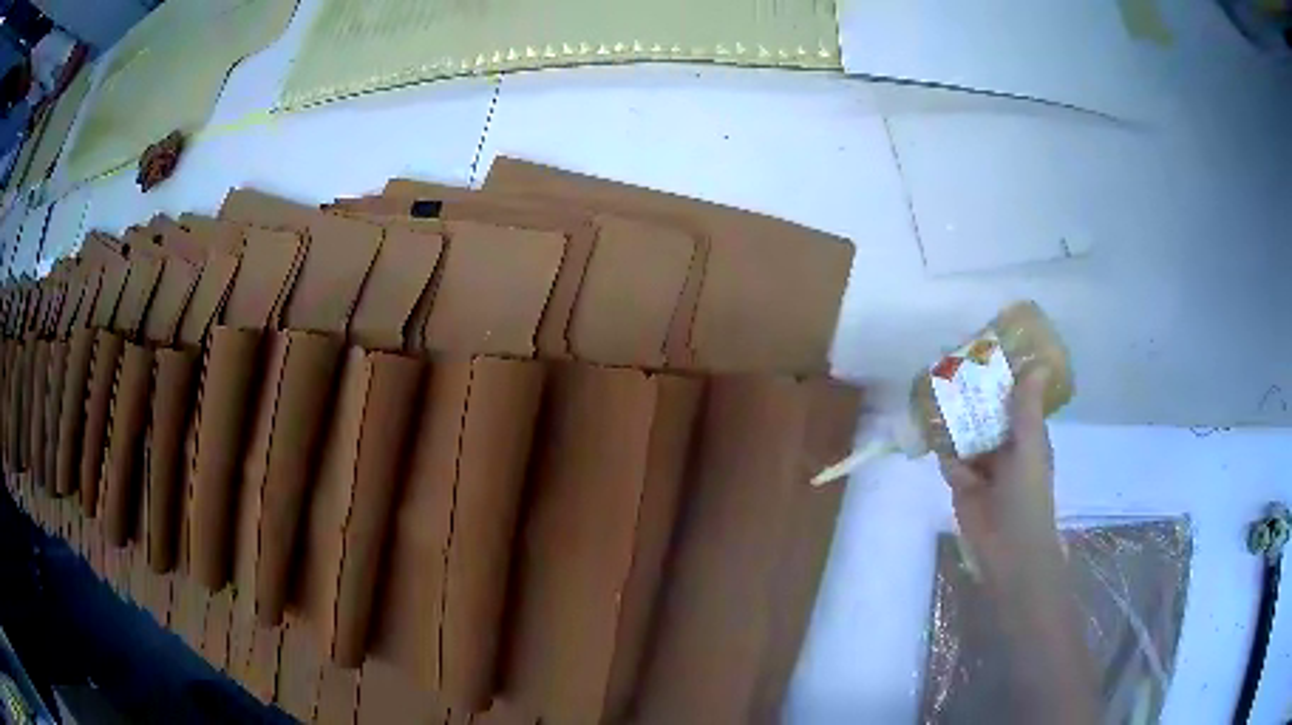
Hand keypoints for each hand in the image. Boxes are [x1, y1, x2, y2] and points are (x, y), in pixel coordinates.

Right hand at [938, 369, 1060, 582]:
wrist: (1008, 547)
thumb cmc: (1028, 494)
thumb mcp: (1030, 446)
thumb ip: (1027, 409)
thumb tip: (1037, 365)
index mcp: (1026, 433)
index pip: (1015, 396)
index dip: (1003, 375)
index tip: (986, 348)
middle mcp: (1004, 443)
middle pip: (986, 411)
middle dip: (973, 391)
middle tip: (952, 360)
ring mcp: (982, 462)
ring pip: (966, 431)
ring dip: (955, 414)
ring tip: (936, 382)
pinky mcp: (960, 481)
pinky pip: (949, 455)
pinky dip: (941, 442)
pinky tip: (926, 418)